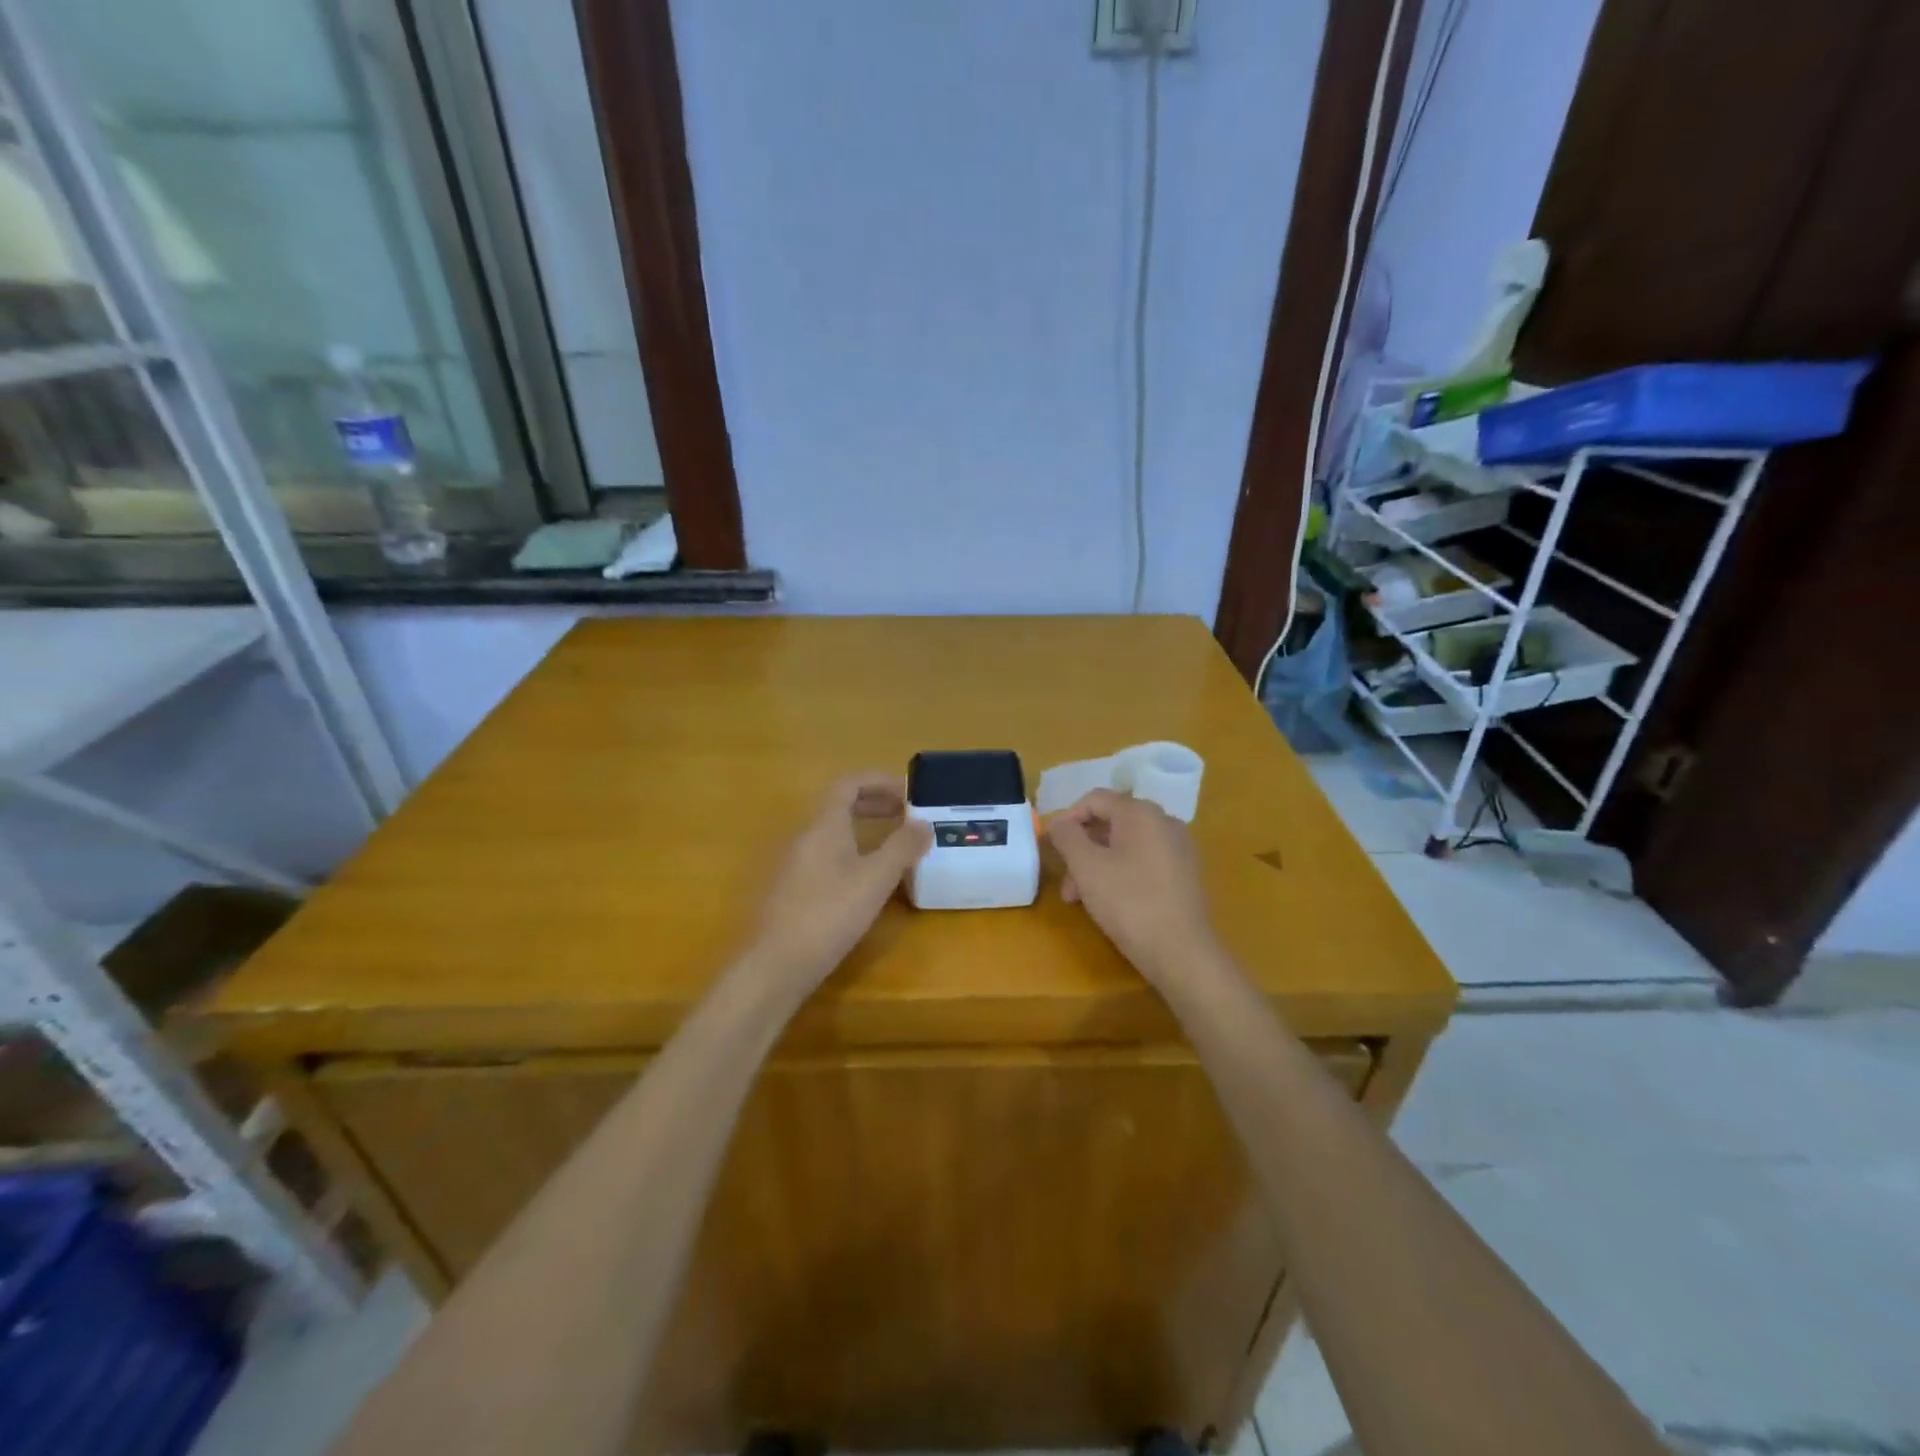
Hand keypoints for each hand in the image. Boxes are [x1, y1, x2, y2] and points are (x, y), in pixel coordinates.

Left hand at [749, 774, 932, 988]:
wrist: (776, 964)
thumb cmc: (829, 914)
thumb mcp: (875, 880)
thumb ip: (901, 848)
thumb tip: (923, 823)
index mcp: (824, 825)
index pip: (848, 784)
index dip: (878, 780)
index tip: (907, 791)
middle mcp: (805, 836)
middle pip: (839, 805)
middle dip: (873, 803)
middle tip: (905, 815)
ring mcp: (795, 863)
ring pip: (832, 831)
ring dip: (863, 828)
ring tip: (892, 845)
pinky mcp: (792, 888)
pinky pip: (825, 854)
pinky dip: (851, 851)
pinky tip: (866, 879)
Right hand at [1047, 789, 1219, 985]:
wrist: (1181, 952)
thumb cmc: (1128, 902)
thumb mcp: (1086, 867)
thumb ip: (1067, 837)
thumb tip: (1058, 822)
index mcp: (1141, 813)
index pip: (1095, 799)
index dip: (1067, 819)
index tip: (1051, 847)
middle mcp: (1164, 821)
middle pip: (1111, 823)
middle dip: (1081, 849)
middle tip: (1066, 884)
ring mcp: (1179, 848)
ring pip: (1126, 845)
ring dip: (1097, 865)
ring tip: (1082, 900)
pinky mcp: (1185, 873)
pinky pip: (1144, 861)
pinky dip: (1121, 873)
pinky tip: (1111, 902)